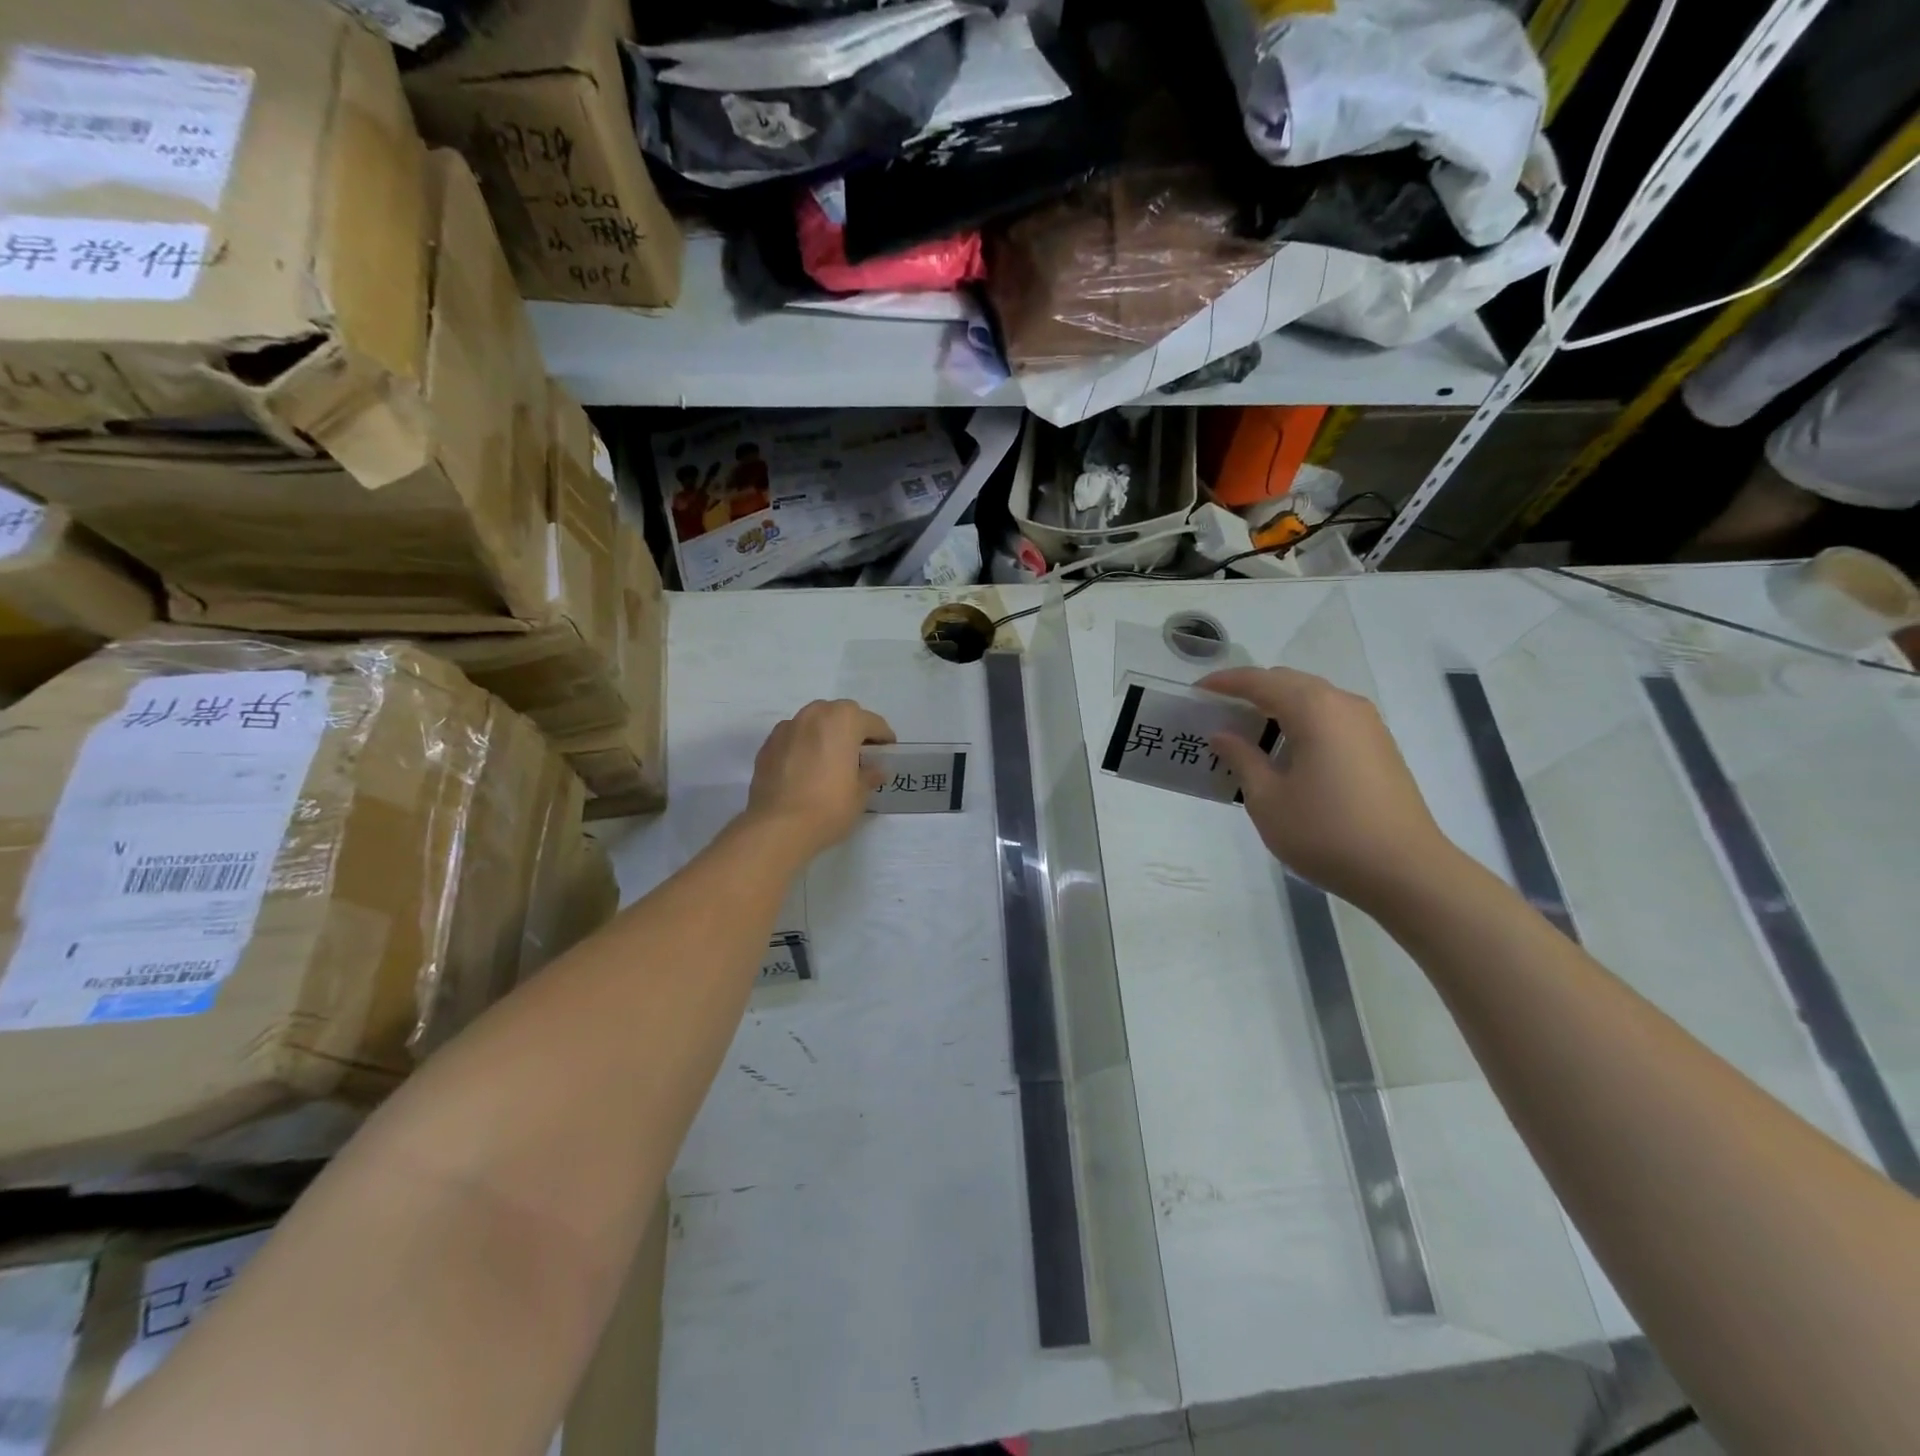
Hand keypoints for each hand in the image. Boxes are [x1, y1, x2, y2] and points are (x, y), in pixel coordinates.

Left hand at [745, 699, 895, 859]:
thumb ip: (870, 775)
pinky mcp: (768, 746)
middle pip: (840, 714)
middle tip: (859, 753)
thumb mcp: (860, 794)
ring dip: (825, 734)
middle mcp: (814, 715)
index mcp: (843, 721)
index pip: (872, 723)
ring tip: (830, 759)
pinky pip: (794, 738)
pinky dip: (803, 746)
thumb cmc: (829, 806)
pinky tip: (806, 769)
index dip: (883, 737)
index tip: (887, 752)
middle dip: (852, 729)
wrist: (778, 826)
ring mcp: (787, 728)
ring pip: (813, 722)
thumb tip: (876, 770)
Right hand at [1200, 667, 1455, 911]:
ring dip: (1278, 707)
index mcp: (1314, 709)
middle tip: (1219, 712)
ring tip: (1248, 733)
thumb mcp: (1267, 799)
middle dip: (1252, 691)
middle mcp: (1343, 705)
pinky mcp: (1379, 747)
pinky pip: (1331, 718)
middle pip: (1289, 682)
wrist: (1405, 871)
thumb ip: (1242, 758)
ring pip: (1313, 699)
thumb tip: (1223, 735)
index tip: (1196, 691)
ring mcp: (1368, 725)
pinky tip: (1286, 753)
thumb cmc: (1325, 832)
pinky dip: (1302, 723)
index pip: (1260, 681)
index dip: (1225, 682)